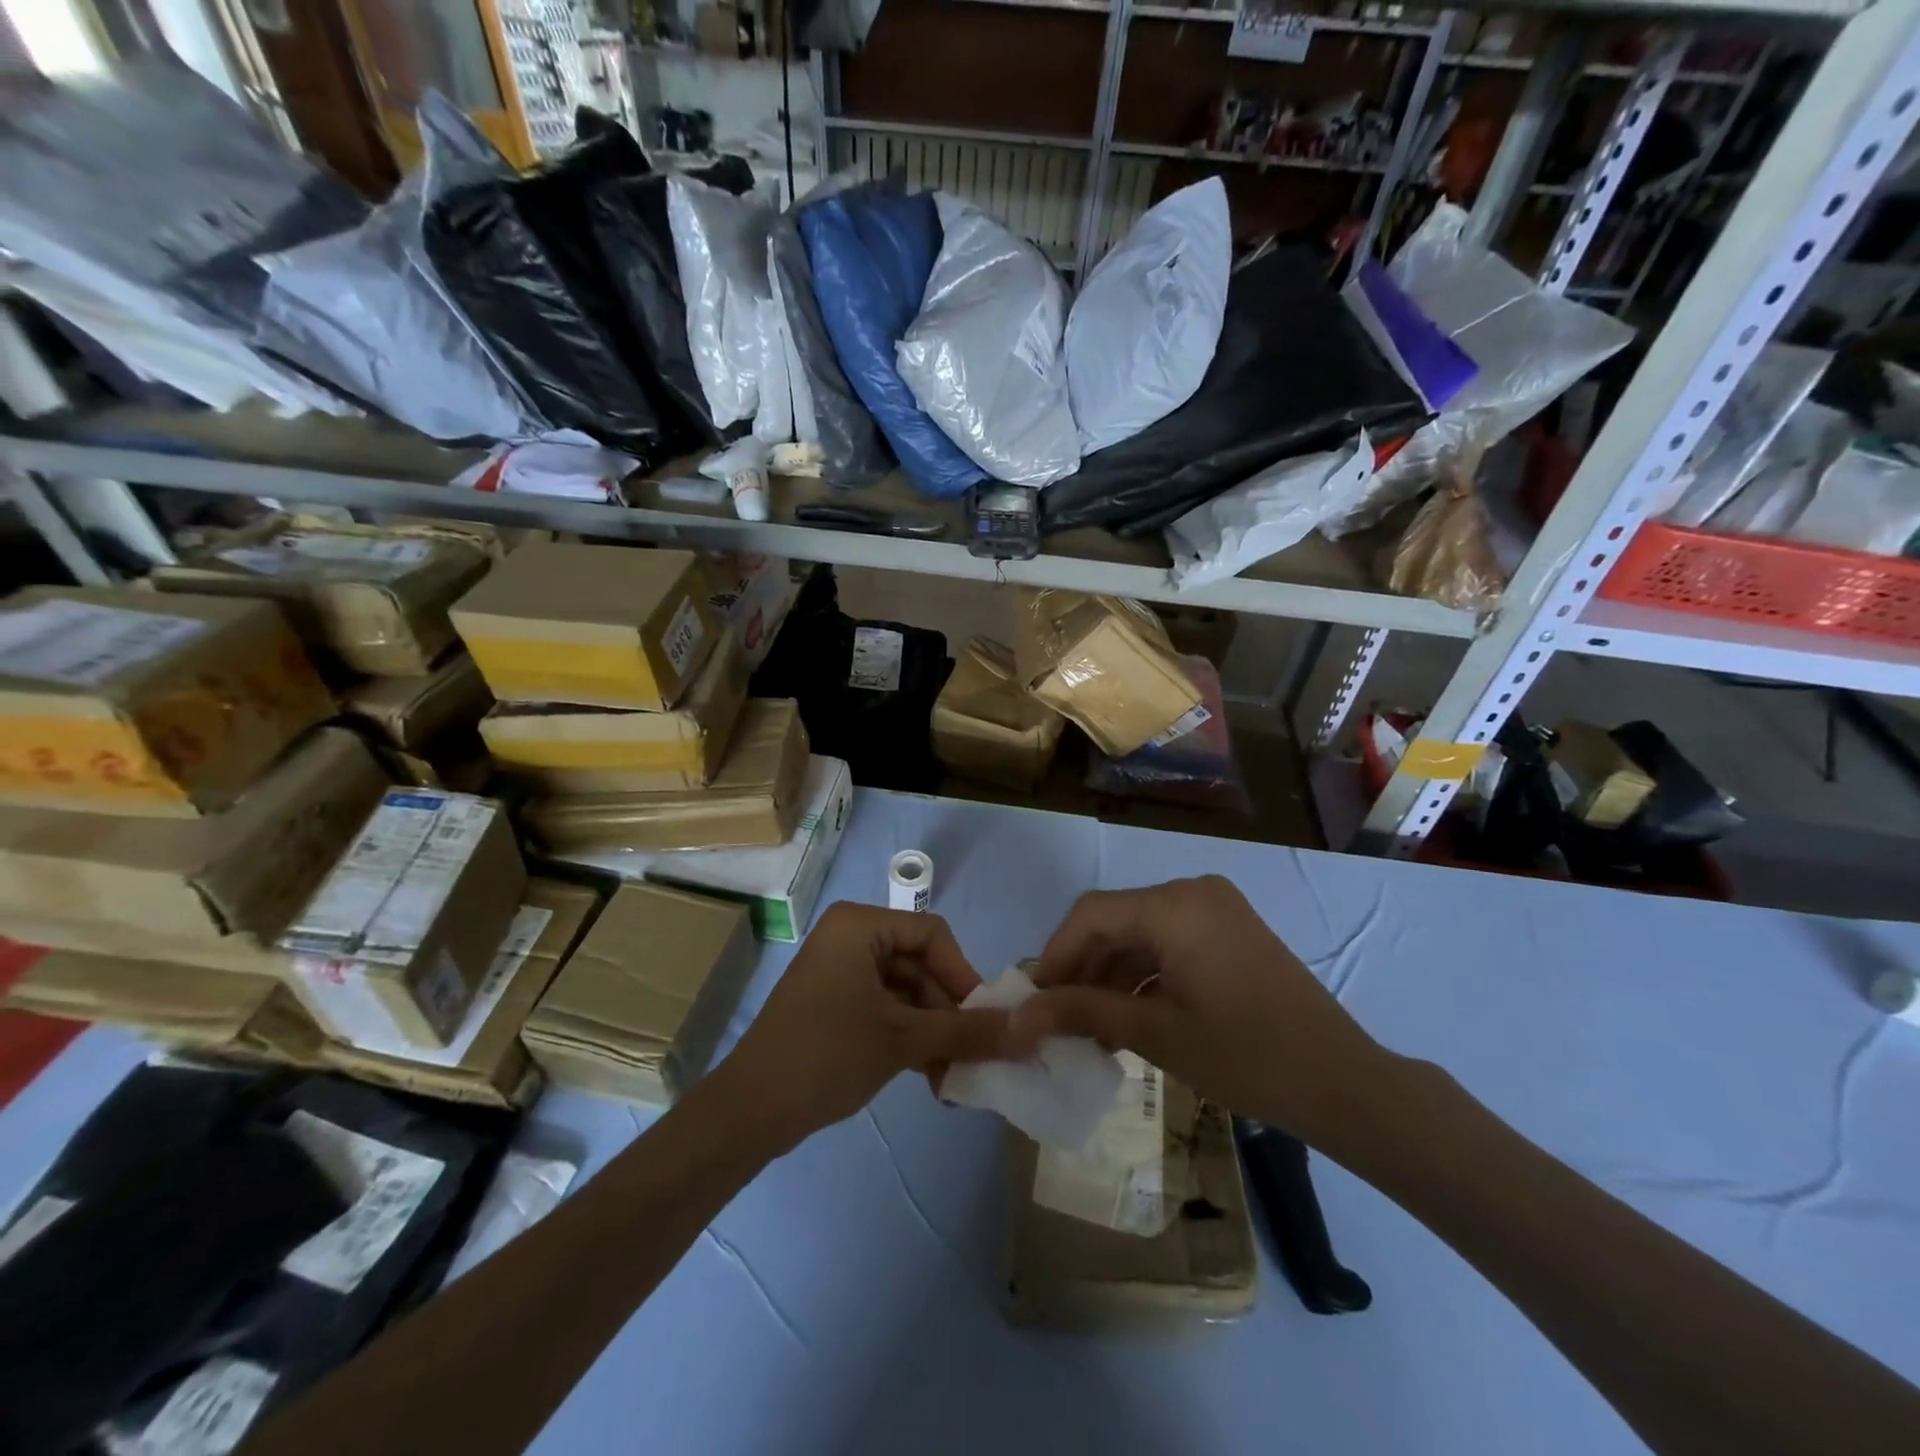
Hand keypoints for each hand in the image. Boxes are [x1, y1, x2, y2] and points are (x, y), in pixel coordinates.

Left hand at [712, 902, 1013, 1152]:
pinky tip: (929, 1076)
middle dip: (947, 1012)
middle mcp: (850, 938)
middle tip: (970, 1057)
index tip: (982, 1020)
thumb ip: (967, 1031)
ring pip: (906, 992)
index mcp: (860, 925)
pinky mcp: (835, 1003)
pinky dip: (909, 1037)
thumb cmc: (827, 1055)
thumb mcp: (903, 1039)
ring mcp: (841, 972)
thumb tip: (1031, 1029)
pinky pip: (886, 1008)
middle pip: (921, 965)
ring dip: (932, 1031)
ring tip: (949, 1077)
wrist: (749, 1112)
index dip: (962, 976)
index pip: (933, 935)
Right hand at [1013, 876, 1389, 1156]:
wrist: (1344, 1085)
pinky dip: (1144, 976)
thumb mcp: (1155, 1034)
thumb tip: (1019, 1016)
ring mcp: (1215, 910)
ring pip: (1141, 934)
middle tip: (1057, 1018)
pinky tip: (1127, 1018)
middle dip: (1082, 969)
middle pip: (1115, 922)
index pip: (1090, 915)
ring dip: (1111, 976)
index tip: (1032, 1001)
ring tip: (1089, 1029)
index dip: (1054, 956)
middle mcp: (1192, 893)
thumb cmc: (1246, 1056)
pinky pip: (1170, 943)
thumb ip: (1082, 1014)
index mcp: (1174, 905)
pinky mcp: (1230, 932)